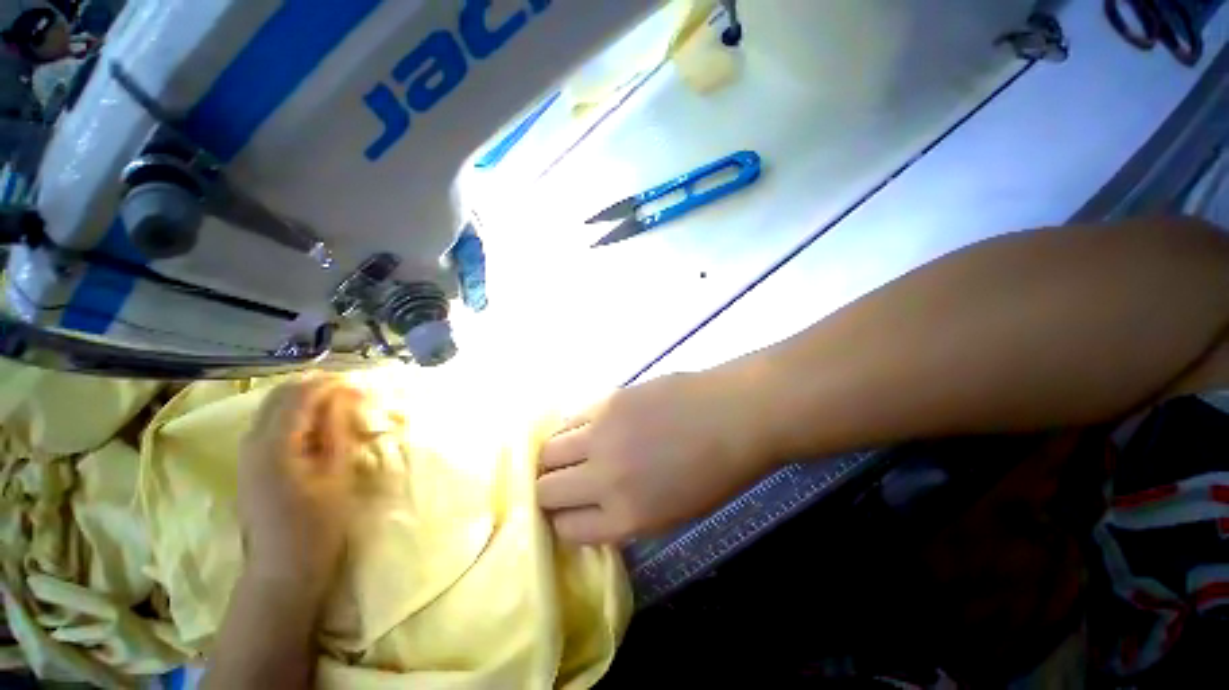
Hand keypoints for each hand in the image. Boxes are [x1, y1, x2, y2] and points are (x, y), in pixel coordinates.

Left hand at [239, 377, 368, 596]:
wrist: (281, 571)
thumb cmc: (316, 526)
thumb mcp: (336, 475)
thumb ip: (337, 430)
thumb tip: (346, 395)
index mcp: (274, 446)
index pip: (299, 395)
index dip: (331, 383)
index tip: (362, 384)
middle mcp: (252, 442)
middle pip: (280, 395)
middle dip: (317, 385)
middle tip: (352, 391)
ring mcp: (246, 452)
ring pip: (273, 407)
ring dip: (306, 397)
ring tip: (340, 403)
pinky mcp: (250, 463)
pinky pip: (271, 423)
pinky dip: (296, 413)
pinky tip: (318, 423)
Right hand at [536, 371, 775, 543]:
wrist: (735, 415)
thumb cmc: (716, 472)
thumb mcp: (671, 513)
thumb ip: (623, 514)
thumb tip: (590, 505)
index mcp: (627, 518)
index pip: (566, 529)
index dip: (561, 522)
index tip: (565, 512)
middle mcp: (605, 478)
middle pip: (546, 490)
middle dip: (548, 491)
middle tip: (562, 483)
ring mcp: (603, 434)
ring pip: (548, 451)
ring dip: (553, 458)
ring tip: (570, 454)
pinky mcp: (608, 401)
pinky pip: (570, 421)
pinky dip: (570, 431)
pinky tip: (587, 430)